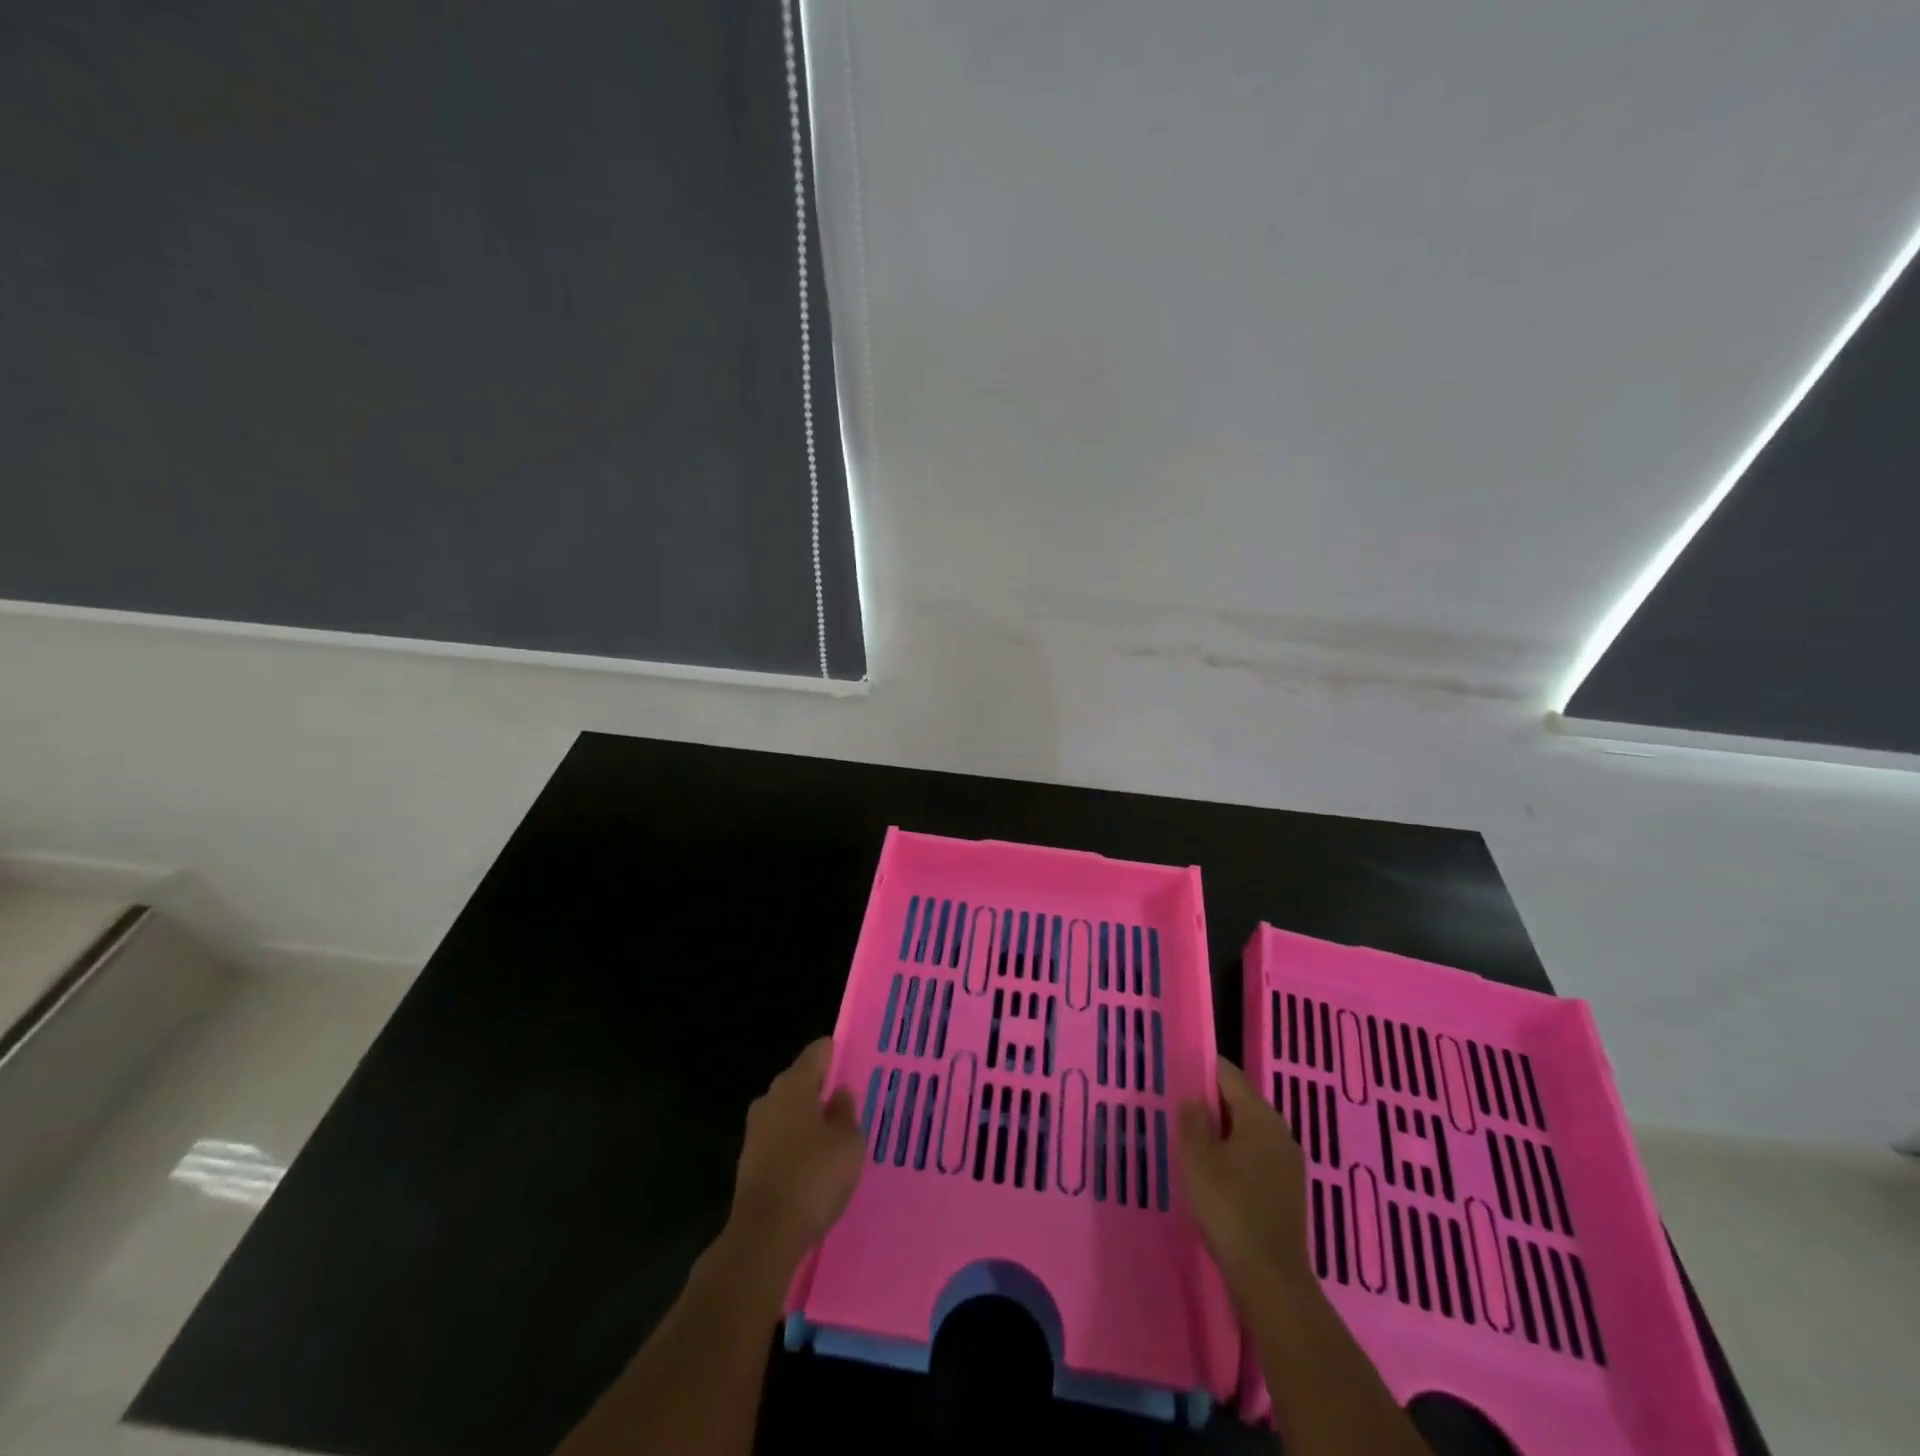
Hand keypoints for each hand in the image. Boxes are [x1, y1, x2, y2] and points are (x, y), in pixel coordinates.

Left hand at [726, 1038, 865, 1271]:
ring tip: (835, 1134)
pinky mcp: (749, 1162)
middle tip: (848, 1101)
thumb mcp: (848, 1142)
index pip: (817, 1052)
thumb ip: (846, 1112)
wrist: (764, 1235)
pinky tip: (813, 1163)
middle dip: (821, 1088)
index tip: (852, 1060)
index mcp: (794, 1084)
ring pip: (788, 1112)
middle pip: (800, 1081)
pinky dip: (796, 1144)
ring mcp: (755, 1131)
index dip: (835, 1053)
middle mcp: (770, 1099)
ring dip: (808, 1119)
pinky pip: (779, 1140)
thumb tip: (839, 1094)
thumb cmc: (813, 1177)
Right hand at [1175, 1059, 1312, 1291]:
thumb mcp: (1196, 1158)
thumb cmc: (1228, 1207)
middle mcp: (1280, 1131)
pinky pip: (1256, 1156)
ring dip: (1222, 1131)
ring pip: (1248, 1131)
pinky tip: (1215, 1173)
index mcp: (1259, 1115)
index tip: (1177, 1071)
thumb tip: (1193, 1098)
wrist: (1270, 1278)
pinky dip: (1235, 1155)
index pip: (1229, 1074)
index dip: (1202, 1069)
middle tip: (1178, 1107)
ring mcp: (1289, 1162)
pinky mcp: (1289, 1190)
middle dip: (1211, 1102)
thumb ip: (1192, 1120)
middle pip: (1241, 1101)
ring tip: (1191, 1140)